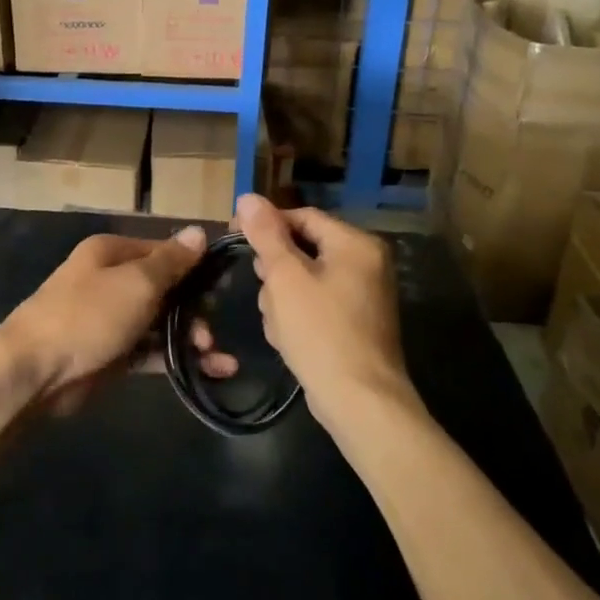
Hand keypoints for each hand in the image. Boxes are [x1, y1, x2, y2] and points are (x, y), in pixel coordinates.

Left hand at [0, 228, 234, 408]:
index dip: (195, 267)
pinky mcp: (112, 355)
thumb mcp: (137, 282)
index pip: (164, 251)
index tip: (223, 286)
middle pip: (165, 289)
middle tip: (211, 331)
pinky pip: (152, 352)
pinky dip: (177, 359)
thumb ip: (172, 261)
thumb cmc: (89, 315)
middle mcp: (112, 281)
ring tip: (216, 359)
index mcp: (112, 253)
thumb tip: (199, 231)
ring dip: (191, 338)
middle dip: (195, 309)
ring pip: (161, 323)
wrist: (35, 371)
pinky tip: (210, 371)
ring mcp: (111, 319)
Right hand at [234, 194, 409, 423]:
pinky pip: (315, 305)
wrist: (360, 402)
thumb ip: (266, 235)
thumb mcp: (286, 278)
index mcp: (355, 244)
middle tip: (266, 296)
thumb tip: (248, 197)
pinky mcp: (354, 323)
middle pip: (302, 249)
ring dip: (282, 299)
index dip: (265, 225)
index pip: (301, 217)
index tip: (234, 237)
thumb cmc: (321, 331)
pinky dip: (297, 317)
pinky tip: (289, 340)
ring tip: (279, 326)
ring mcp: (362, 296)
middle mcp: (365, 263)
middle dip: (276, 273)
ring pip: (303, 280)